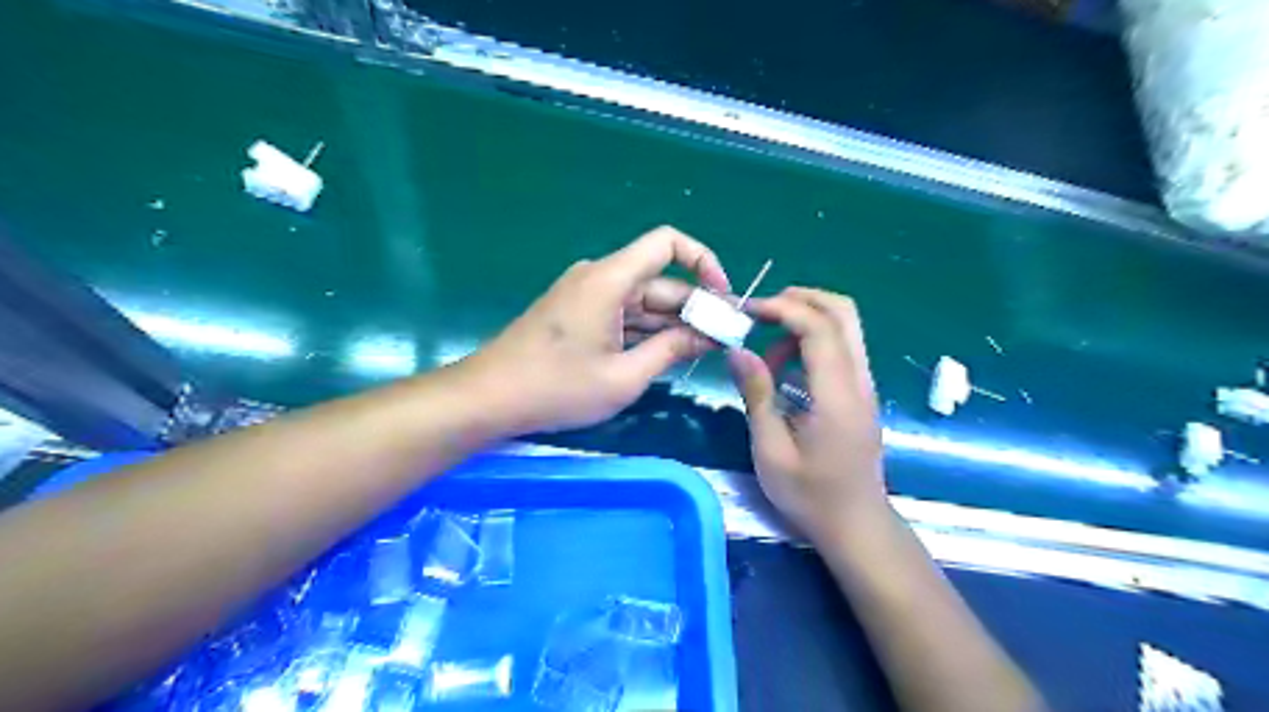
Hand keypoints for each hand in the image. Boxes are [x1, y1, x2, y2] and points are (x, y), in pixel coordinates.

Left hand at [461, 225, 728, 434]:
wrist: (489, 398)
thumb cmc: (557, 388)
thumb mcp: (624, 376)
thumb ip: (672, 350)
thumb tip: (708, 335)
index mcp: (610, 279)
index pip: (667, 243)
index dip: (703, 261)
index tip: (721, 298)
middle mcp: (599, 277)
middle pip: (660, 280)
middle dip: (694, 307)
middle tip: (724, 340)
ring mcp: (586, 296)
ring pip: (643, 301)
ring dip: (672, 323)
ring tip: (704, 351)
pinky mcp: (578, 314)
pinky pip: (623, 314)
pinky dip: (647, 331)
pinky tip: (668, 354)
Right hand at [728, 285, 883, 540]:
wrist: (856, 525)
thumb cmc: (810, 495)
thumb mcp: (771, 450)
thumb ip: (757, 394)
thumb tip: (737, 350)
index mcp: (837, 394)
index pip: (819, 327)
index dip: (782, 308)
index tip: (747, 312)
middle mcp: (858, 380)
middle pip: (842, 312)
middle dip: (800, 299)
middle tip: (760, 313)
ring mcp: (864, 385)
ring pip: (844, 326)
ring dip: (804, 321)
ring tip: (767, 353)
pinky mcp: (860, 393)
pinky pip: (840, 348)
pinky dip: (811, 342)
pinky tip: (784, 372)